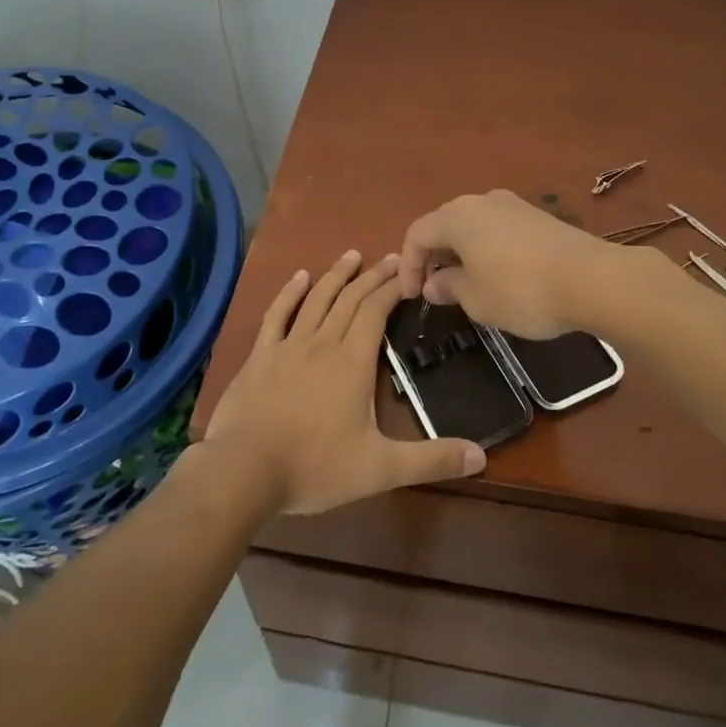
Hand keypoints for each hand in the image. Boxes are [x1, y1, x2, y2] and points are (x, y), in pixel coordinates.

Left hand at [203, 249, 486, 516]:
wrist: (244, 471)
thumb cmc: (315, 467)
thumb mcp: (380, 469)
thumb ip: (430, 460)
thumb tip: (481, 456)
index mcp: (352, 361)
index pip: (376, 311)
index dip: (393, 288)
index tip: (409, 272)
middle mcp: (323, 342)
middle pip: (350, 299)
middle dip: (372, 276)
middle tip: (390, 257)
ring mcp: (288, 346)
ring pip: (317, 299)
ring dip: (336, 275)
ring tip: (352, 256)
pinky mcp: (261, 356)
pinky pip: (277, 315)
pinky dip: (289, 293)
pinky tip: (299, 277)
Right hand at [397, 189, 623, 338]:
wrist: (593, 279)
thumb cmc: (523, 291)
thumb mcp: (477, 299)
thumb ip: (449, 287)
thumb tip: (434, 283)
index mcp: (458, 217)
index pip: (417, 234)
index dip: (408, 266)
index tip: (414, 297)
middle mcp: (481, 201)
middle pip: (443, 223)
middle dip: (432, 255)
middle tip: (435, 288)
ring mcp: (512, 204)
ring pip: (472, 224)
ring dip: (460, 251)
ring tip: (464, 282)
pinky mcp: (536, 215)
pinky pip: (496, 227)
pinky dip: (485, 247)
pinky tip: (497, 273)